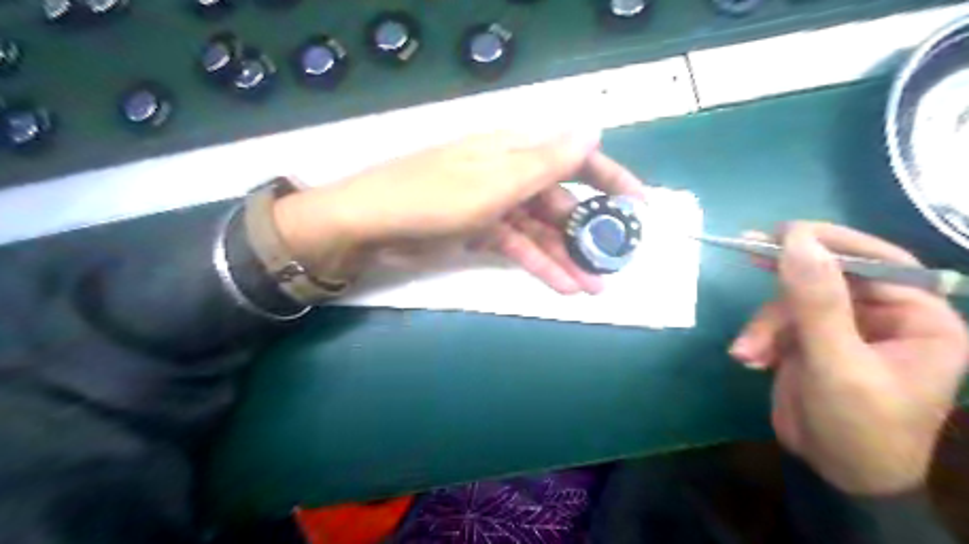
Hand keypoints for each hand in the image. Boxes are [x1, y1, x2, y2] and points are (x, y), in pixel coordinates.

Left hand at [270, 130, 640, 292]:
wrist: (371, 224)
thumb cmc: (435, 197)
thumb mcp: (497, 181)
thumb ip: (547, 162)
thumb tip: (594, 130)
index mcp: (516, 150)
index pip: (575, 158)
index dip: (610, 180)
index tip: (639, 207)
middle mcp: (511, 173)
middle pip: (560, 201)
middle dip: (587, 234)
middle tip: (613, 265)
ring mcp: (496, 203)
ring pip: (541, 230)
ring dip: (566, 257)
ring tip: (593, 288)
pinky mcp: (481, 230)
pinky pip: (518, 246)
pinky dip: (538, 264)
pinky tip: (561, 286)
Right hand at [730, 222, 963, 497]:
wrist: (833, 474)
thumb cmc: (858, 426)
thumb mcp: (836, 363)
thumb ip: (817, 301)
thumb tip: (797, 240)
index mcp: (917, 319)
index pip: (879, 262)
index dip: (832, 242)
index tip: (783, 232)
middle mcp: (881, 317)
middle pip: (826, 277)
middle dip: (785, 286)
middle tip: (747, 251)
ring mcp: (840, 328)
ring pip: (792, 302)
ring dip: (764, 326)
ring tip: (748, 353)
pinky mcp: (808, 340)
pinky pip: (777, 322)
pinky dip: (759, 338)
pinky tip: (749, 359)